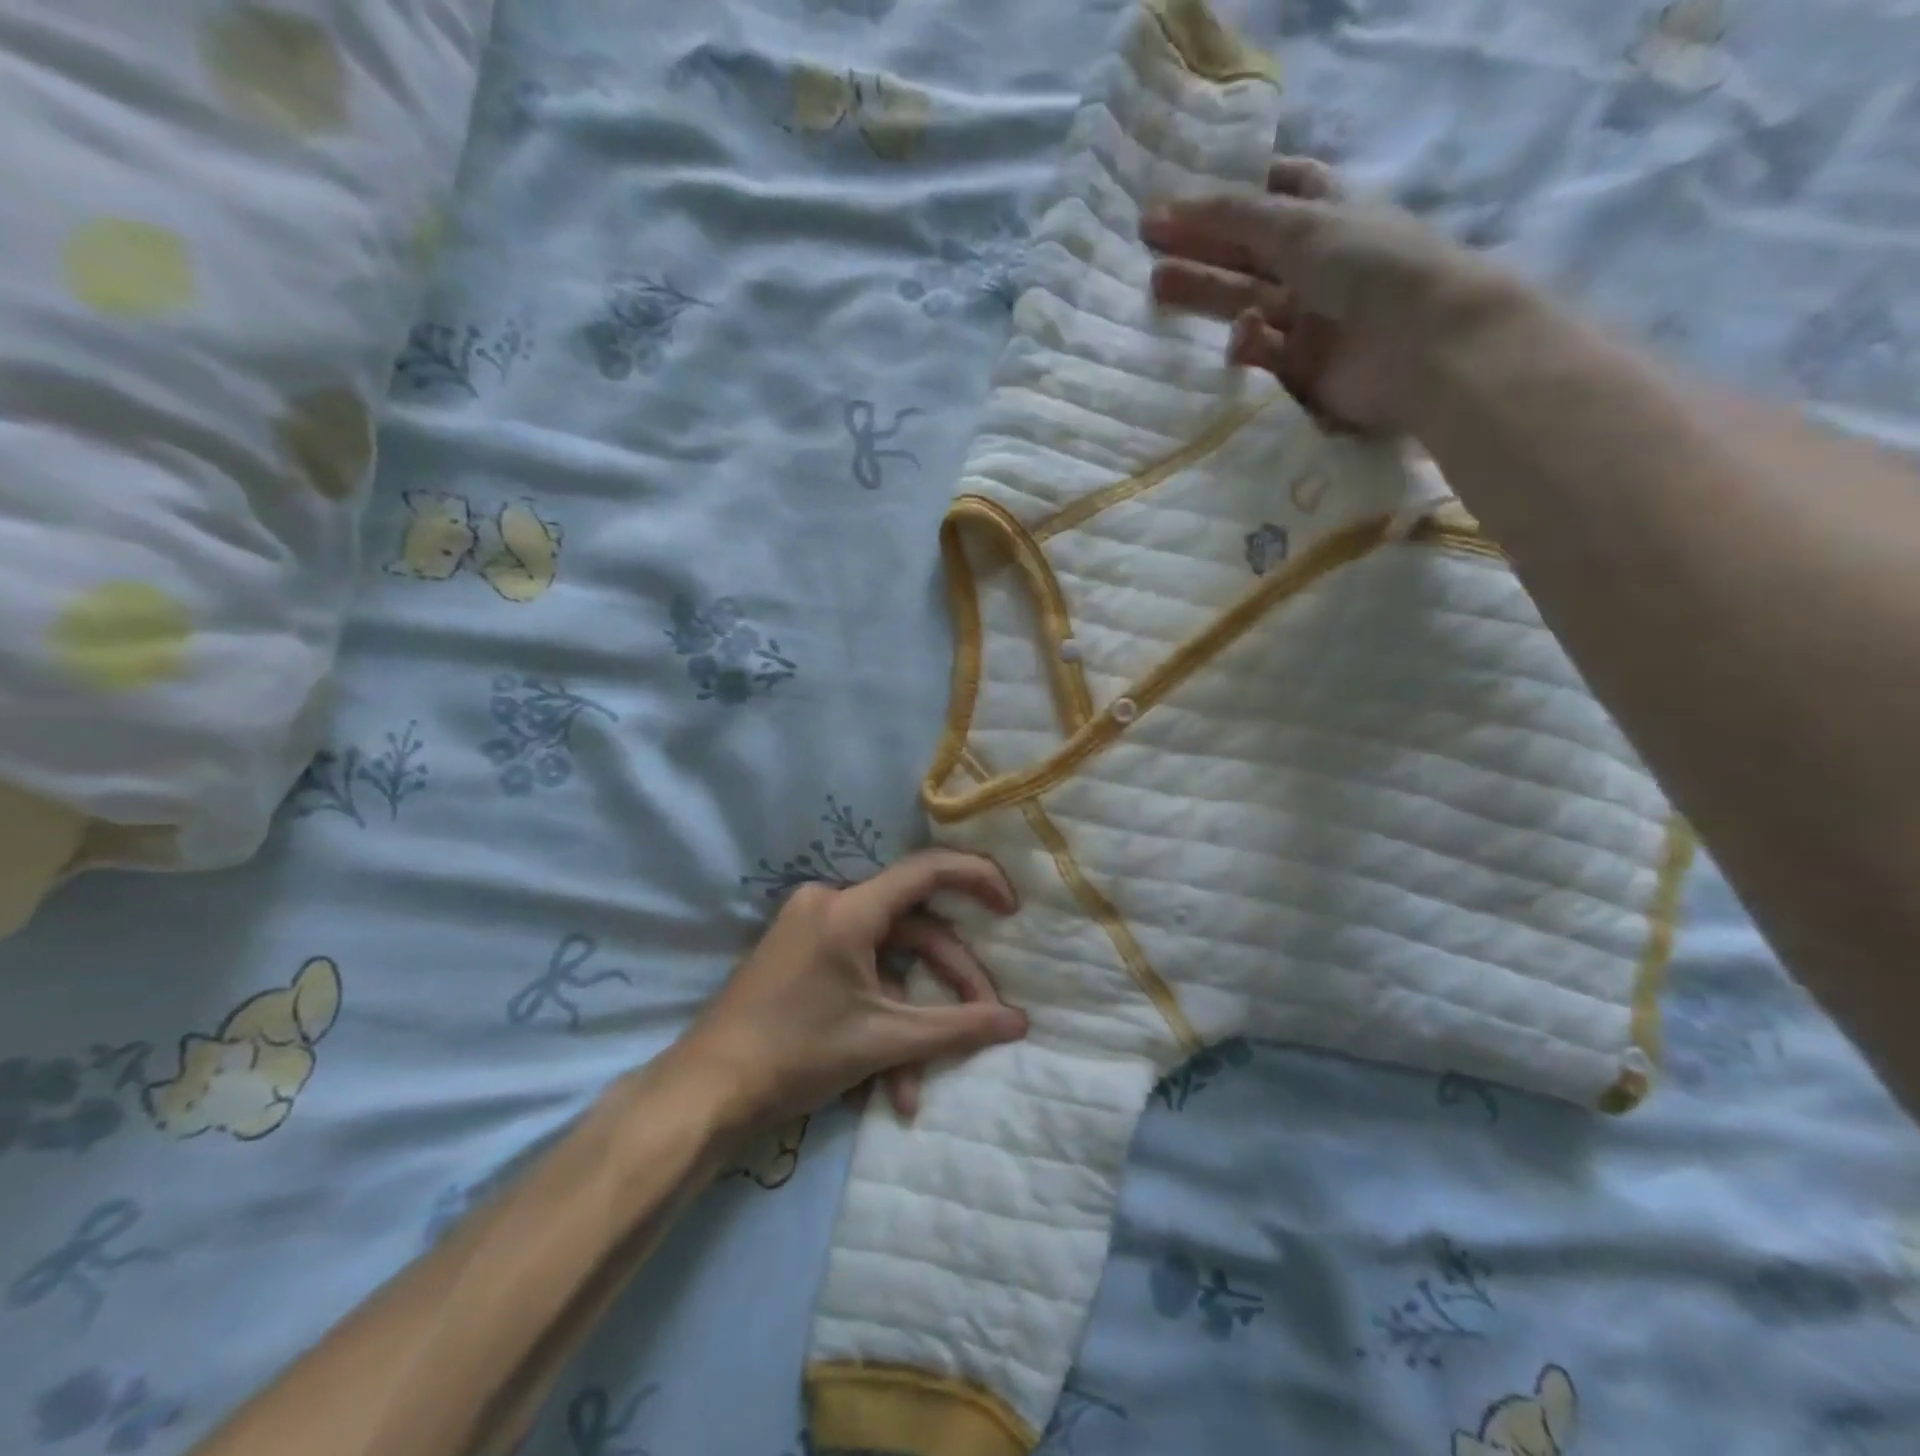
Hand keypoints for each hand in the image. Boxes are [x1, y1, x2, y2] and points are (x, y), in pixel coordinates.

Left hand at [673, 849, 1028, 1130]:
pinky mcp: (802, 953)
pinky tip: (891, 1083)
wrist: (706, 1092)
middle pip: (914, 929)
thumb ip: (958, 1027)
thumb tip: (1020, 1024)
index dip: (978, 879)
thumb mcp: (884, 1042)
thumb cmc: (797, 1055)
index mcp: (849, 909)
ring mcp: (812, 927)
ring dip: (912, 1015)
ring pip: (888, 960)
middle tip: (982, 1019)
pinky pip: (859, 973)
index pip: (928, 870)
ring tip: (920, 1082)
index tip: (1012, 908)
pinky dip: (880, 1016)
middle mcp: (830, 903)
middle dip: (950, 979)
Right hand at [1142, 157, 1516, 435]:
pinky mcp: (1301, 370)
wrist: (1420, 348)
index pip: (1285, 192)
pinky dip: (1245, 346)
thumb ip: (1235, 217)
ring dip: (1204, 296)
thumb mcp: (1302, 225)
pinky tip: (1240, 338)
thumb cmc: (1370, 267)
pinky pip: (1260, 354)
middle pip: (1249, 254)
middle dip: (1201, 248)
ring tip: (1156, 288)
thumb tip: (1169, 207)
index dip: (1241, 191)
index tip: (1190, 197)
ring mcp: (1310, 321)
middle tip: (1148, 249)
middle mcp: (1319, 267)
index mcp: (1331, 218)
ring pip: (1245, 304)